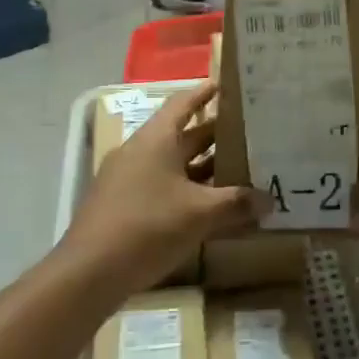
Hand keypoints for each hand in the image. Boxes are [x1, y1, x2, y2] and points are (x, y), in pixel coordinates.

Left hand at [64, 83, 263, 295]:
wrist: (88, 273)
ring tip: (239, 169)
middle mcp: (140, 152)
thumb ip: (237, 203)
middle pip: (182, 135)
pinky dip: (189, 192)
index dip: (204, 93)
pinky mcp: (124, 206)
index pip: (183, 103)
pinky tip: (211, 207)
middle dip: (215, 135)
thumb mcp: (200, 214)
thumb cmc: (148, 227)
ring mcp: (128, 180)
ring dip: (204, 167)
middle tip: (249, 133)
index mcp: (156, 140)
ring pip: (174, 165)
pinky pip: (164, 188)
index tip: (228, 85)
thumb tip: (269, 200)